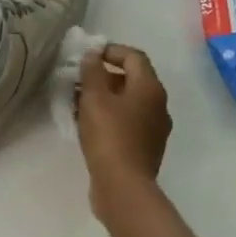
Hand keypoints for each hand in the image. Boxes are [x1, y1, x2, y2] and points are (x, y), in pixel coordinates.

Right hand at [77, 44, 171, 219]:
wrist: (123, 185)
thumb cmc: (109, 136)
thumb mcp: (94, 99)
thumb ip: (92, 72)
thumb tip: (92, 55)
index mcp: (150, 88)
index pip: (134, 56)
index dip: (110, 51)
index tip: (86, 56)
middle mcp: (158, 104)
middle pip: (132, 79)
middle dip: (104, 76)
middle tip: (77, 81)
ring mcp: (154, 127)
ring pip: (128, 102)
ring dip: (104, 98)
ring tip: (77, 103)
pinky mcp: (145, 146)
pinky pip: (127, 121)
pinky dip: (109, 116)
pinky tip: (88, 126)